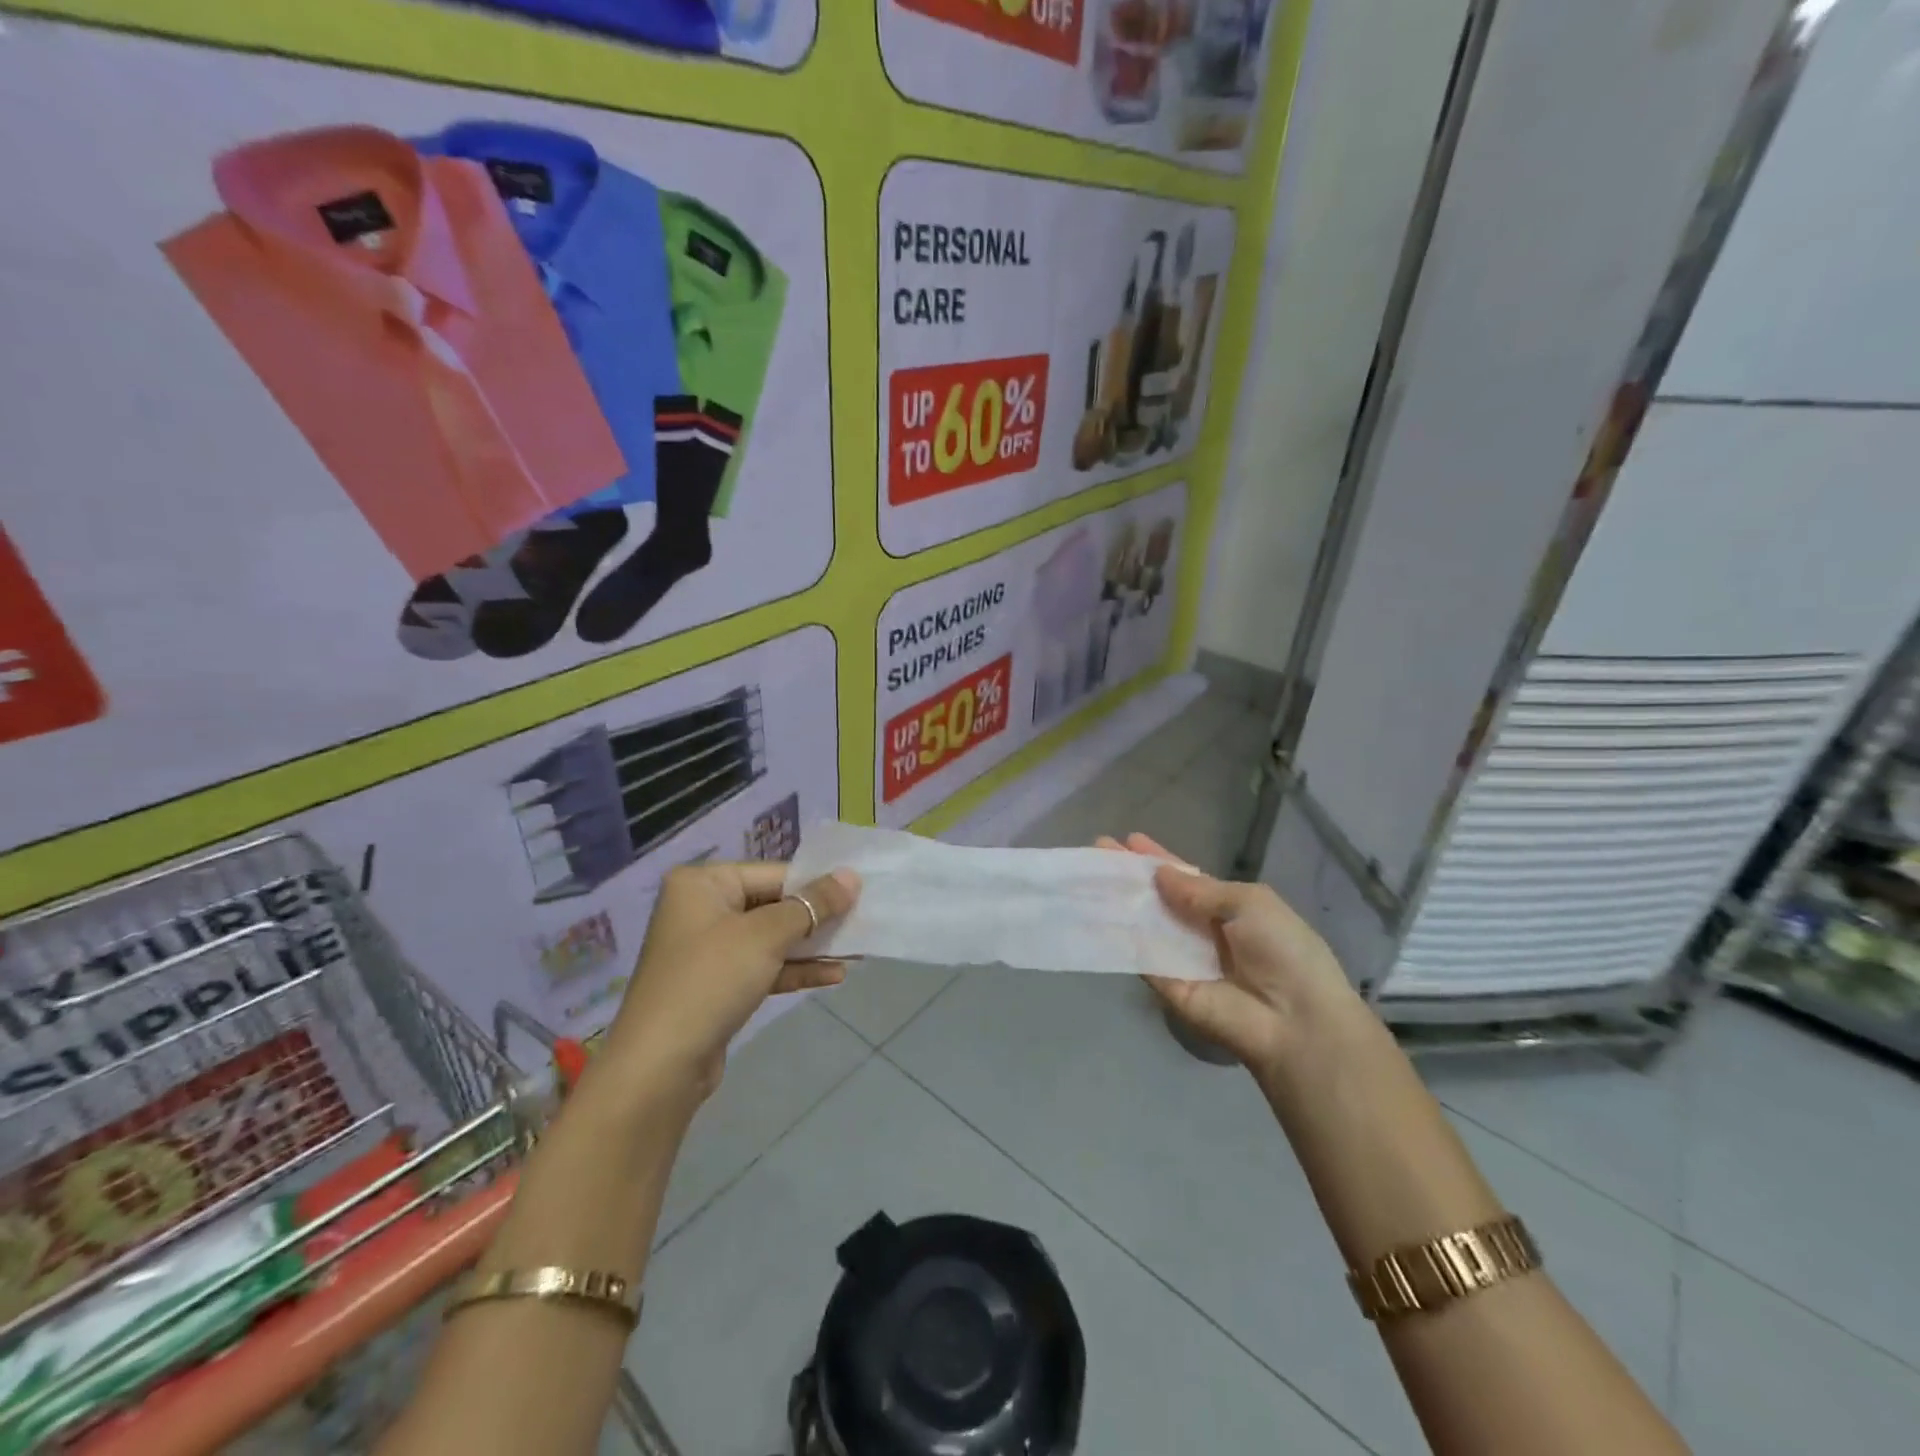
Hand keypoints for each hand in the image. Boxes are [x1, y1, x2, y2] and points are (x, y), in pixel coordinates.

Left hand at [603, 861, 858, 1099]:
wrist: (659, 1067)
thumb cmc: (711, 980)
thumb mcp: (766, 936)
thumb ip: (812, 904)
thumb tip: (851, 876)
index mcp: (702, 883)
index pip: (773, 873)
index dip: (817, 883)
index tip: (859, 893)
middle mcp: (701, 909)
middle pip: (773, 904)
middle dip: (817, 917)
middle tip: (862, 921)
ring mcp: (708, 950)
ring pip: (771, 938)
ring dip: (812, 945)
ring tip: (857, 950)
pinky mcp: (717, 986)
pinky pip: (763, 966)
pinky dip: (795, 969)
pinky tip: (833, 975)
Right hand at [1097, 833, 1369, 1079]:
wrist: (1295, 1019)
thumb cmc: (1283, 951)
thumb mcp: (1249, 903)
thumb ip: (1200, 890)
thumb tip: (1160, 875)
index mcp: (1227, 908)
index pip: (1185, 878)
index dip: (1158, 858)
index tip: (1129, 839)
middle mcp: (1200, 931)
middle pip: (1158, 898)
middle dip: (1130, 874)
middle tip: (1097, 850)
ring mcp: (1181, 958)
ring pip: (1143, 923)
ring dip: (1117, 901)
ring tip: (1085, 877)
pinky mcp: (1166, 985)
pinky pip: (1139, 955)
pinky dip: (1117, 936)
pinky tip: (1092, 913)